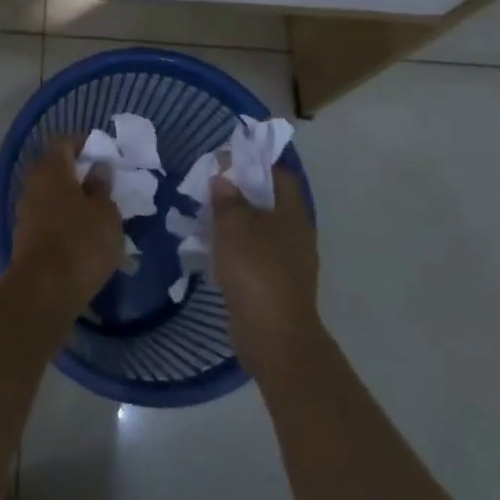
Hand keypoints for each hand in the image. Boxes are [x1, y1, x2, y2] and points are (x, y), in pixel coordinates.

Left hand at [10, 139, 123, 307]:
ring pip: (50, 196)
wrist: (43, 292)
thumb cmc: (81, 243)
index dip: (83, 144)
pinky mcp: (24, 239)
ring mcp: (25, 213)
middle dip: (77, 174)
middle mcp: (33, 185)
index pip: (64, 143)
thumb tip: (98, 168)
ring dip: (69, 200)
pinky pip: (46, 219)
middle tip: (102, 185)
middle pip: (54, 169)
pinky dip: (62, 221)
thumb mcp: (105, 213)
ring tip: (95, 215)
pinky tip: (81, 238)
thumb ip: (102, 187)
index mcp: (51, 170)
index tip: (101, 154)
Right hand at [211, 168, 320, 380]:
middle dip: (239, 193)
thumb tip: (224, 178)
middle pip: (267, 202)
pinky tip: (212, 251)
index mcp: (293, 214)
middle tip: (209, 187)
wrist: (274, 338)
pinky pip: (253, 256)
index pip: (279, 175)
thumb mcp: (234, 225)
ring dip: (234, 222)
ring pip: (258, 230)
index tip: (227, 160)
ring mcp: (287, 263)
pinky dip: (234, 249)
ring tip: (204, 217)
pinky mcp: (274, 286)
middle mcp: (295, 234)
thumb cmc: (257, 271)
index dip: (255, 163)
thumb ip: (227, 198)